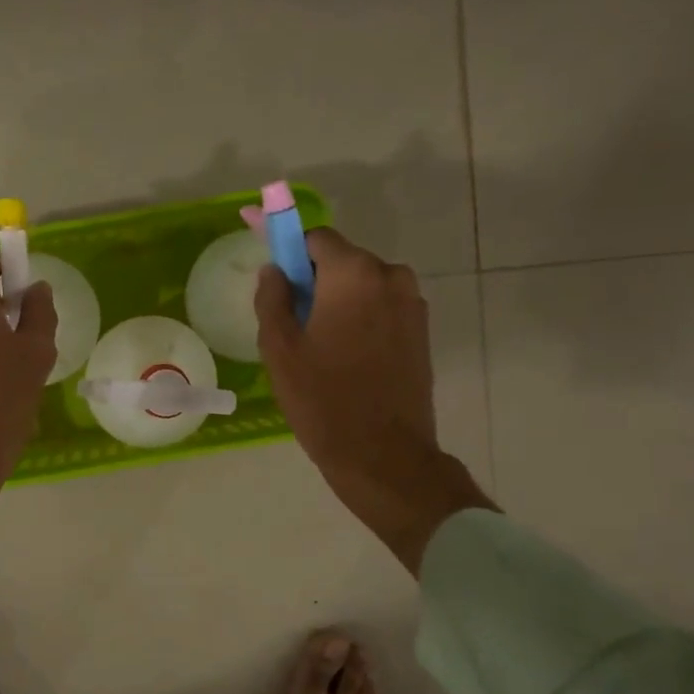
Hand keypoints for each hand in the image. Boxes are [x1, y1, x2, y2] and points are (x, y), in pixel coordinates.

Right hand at [256, 228, 494, 571]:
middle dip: (315, 280)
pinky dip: (361, 319)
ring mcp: (412, 305)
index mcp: (354, 273)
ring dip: (339, 301)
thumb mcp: (280, 349)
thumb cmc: (323, 400)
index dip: (290, 249)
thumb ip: (272, 298)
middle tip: (292, 322)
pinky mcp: (421, 332)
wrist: (383, 455)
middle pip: (342, 262)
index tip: (274, 274)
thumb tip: (274, 271)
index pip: (316, 238)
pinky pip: (382, 309)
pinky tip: (345, 357)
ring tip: (319, 346)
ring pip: (363, 287)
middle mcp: (391, 277)